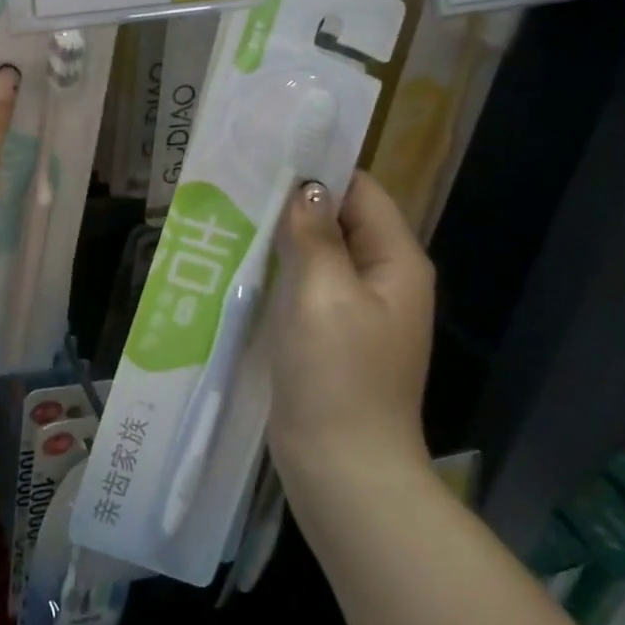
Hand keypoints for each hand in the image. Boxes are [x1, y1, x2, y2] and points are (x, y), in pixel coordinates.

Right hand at [267, 171, 434, 489]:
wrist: (343, 466)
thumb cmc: (336, 374)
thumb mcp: (322, 294)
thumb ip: (313, 235)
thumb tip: (305, 188)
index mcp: (395, 263)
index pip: (362, 192)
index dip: (319, 170)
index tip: (267, 158)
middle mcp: (383, 281)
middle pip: (340, 222)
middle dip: (293, 204)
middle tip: (236, 188)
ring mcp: (358, 313)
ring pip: (318, 256)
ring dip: (280, 240)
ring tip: (229, 220)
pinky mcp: (332, 338)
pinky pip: (306, 289)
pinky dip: (278, 274)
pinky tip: (240, 269)